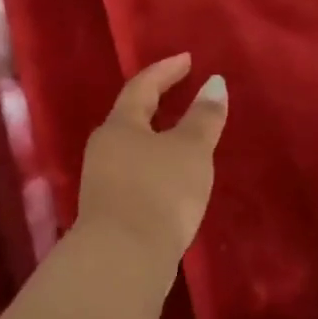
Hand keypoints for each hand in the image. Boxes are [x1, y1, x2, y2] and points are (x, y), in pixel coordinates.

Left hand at [77, 54, 227, 267]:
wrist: (123, 259)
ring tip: (183, 138)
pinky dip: (156, 167)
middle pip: (131, 117)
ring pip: (132, 148)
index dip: (166, 71)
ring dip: (157, 138)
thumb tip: (215, 83)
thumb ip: (204, 117)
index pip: (142, 86)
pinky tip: (172, 179)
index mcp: (120, 125)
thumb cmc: (159, 192)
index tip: (187, 59)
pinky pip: (135, 174)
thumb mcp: (190, 150)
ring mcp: (103, 181)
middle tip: (183, 94)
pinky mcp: (110, 210)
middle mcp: (104, 148)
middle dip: (157, 104)